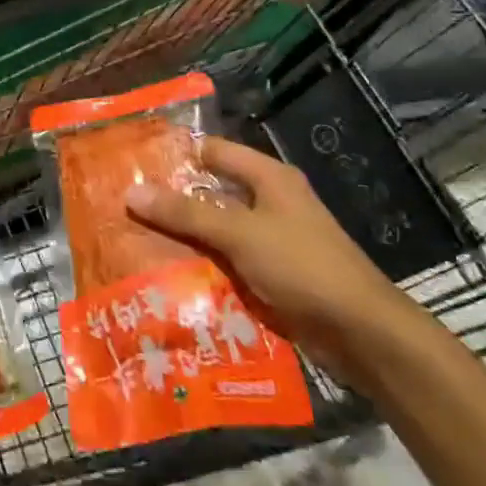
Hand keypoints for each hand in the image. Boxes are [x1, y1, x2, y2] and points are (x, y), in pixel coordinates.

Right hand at [125, 136, 426, 381]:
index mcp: (268, 178)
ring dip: (182, 238)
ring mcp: (270, 242)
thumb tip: (131, 192)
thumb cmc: (303, 266)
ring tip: (132, 241)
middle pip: (210, 193)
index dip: (175, 154)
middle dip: (170, 201)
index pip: (212, 151)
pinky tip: (165, 277)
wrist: (363, 334)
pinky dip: (200, 267)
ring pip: (214, 231)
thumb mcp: (239, 233)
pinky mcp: (270, 276)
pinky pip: (225, 263)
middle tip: (122, 205)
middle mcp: (269, 203)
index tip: (132, 163)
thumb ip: (185, 213)